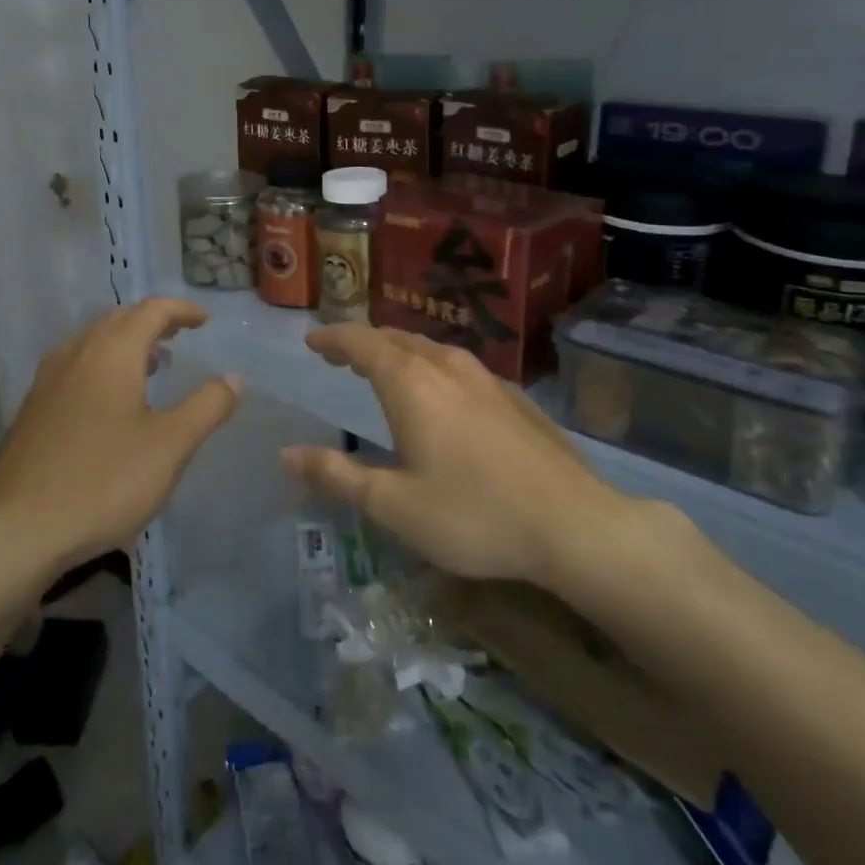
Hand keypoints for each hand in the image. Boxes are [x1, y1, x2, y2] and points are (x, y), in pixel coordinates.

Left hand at [0, 299, 240, 572]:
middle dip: (154, 322)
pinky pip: (77, 365)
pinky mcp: (33, 409)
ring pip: (94, 342)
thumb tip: (233, 378)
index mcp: (112, 352)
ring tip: (153, 363)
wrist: (16, 531)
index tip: (206, 321)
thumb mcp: (170, 446)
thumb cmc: (103, 481)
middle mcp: (77, 353)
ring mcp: (49, 380)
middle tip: (182, 334)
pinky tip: (112, 401)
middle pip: (120, 320)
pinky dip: (104, 364)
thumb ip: (206, 407)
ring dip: (127, 343)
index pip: (151, 310)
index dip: (182, 310)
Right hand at [284, 325, 640, 590]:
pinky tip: (442, 396)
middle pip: (397, 339)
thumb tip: (288, 454)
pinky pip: (459, 367)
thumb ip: (338, 476)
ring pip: (432, 350)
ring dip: (400, 352)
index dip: (334, 338)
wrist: (576, 525)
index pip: (362, 343)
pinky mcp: (515, 398)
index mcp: (412, 384)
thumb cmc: (474, 515)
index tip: (313, 340)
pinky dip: (432, 368)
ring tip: (385, 369)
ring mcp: (487, 380)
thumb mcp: (394, 505)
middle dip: (364, 343)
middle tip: (341, 356)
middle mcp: (447, 368)